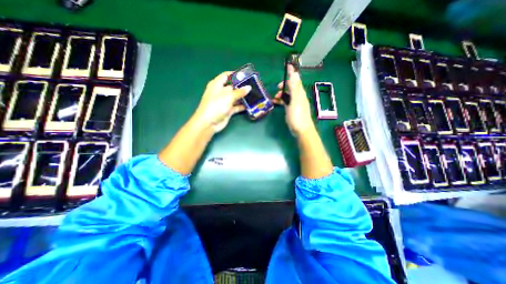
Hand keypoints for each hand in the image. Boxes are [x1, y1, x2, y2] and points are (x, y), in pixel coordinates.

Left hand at [196, 71, 255, 131]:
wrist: (209, 123)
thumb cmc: (216, 105)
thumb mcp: (228, 96)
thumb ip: (239, 92)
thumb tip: (249, 87)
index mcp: (217, 84)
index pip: (226, 75)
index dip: (235, 74)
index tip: (246, 75)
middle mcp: (220, 92)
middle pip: (232, 87)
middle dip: (242, 86)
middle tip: (253, 85)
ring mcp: (224, 102)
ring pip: (235, 97)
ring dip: (243, 97)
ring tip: (254, 94)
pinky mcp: (227, 110)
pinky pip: (236, 106)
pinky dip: (242, 106)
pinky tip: (250, 105)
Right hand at [273, 64, 312, 135]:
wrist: (301, 130)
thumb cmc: (297, 115)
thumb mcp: (295, 100)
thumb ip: (294, 87)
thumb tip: (295, 73)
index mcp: (299, 93)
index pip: (296, 80)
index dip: (292, 73)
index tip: (288, 66)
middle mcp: (298, 96)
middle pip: (291, 86)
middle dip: (284, 85)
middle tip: (277, 87)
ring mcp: (295, 103)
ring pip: (287, 94)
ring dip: (281, 94)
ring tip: (275, 97)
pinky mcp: (292, 109)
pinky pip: (286, 101)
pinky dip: (281, 100)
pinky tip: (276, 102)